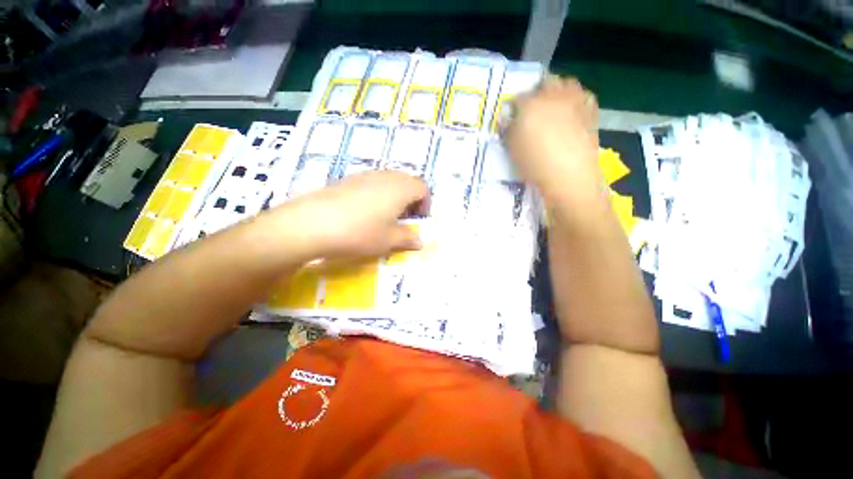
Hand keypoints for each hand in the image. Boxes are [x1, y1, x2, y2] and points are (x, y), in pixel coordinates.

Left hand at [274, 171, 429, 258]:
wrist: (313, 223)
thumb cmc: (360, 232)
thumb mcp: (388, 240)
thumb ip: (407, 238)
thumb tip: (420, 242)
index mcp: (401, 188)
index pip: (423, 187)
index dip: (425, 203)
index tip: (419, 219)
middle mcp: (385, 176)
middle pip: (407, 181)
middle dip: (411, 199)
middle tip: (404, 218)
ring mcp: (365, 175)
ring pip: (389, 180)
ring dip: (394, 196)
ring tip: (385, 216)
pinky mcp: (348, 179)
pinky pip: (371, 182)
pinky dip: (377, 194)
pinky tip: (365, 211)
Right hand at [504, 77, 602, 204]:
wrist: (568, 175)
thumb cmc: (535, 163)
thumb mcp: (512, 149)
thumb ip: (508, 130)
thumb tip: (507, 120)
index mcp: (530, 104)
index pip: (517, 98)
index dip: (514, 108)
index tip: (513, 119)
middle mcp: (553, 95)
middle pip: (544, 83)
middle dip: (537, 93)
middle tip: (534, 110)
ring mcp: (575, 99)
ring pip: (566, 84)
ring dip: (558, 92)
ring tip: (554, 109)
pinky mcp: (591, 109)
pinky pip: (583, 96)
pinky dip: (575, 100)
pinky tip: (571, 114)